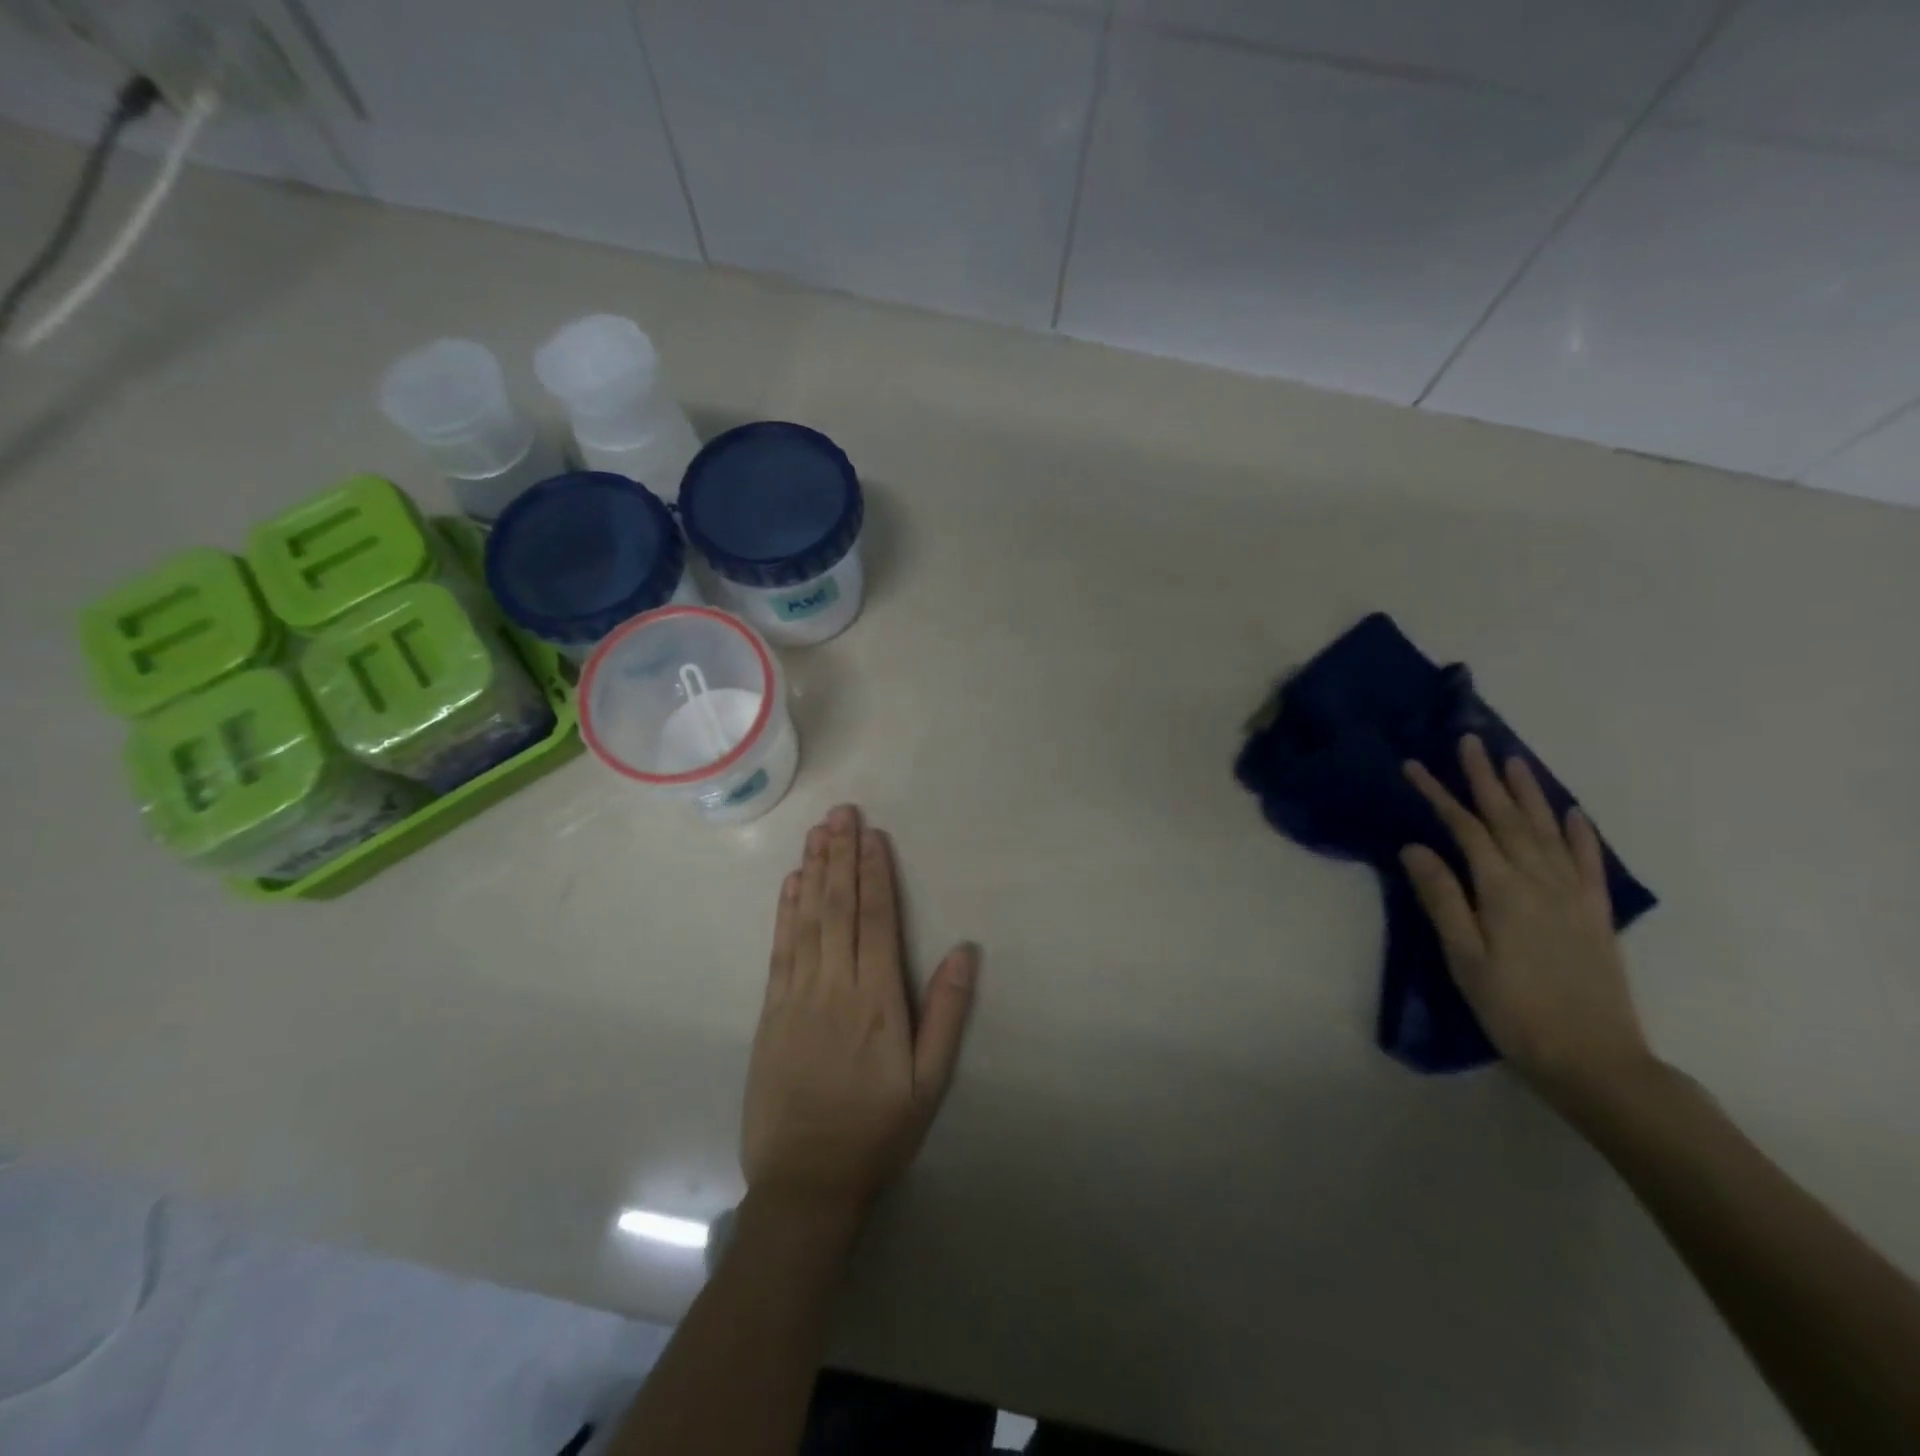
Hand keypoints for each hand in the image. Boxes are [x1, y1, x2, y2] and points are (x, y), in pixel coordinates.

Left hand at [741, 804, 978, 1217]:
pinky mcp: (771, 1011)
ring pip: (806, 919)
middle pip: (838, 907)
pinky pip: (780, 949)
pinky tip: (791, 883)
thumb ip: (947, 1013)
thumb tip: (965, 950)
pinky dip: (785, 911)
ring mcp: (797, 996)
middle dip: (840, 855)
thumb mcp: (930, 1083)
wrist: (805, 1182)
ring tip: (818, 831)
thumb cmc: (877, 1131)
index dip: (874, 873)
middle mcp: (835, 986)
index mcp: (878, 1000)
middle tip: (841, 811)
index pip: (877, 920)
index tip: (871, 834)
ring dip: (813, 871)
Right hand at [1400, 736, 1652, 1103]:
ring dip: (1529, 793)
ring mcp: (1574, 895)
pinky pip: (1589, 862)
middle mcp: (1540, 881)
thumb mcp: (1463, 958)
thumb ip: (1442, 898)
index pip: (1465, 829)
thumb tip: (1415, 847)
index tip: (1414, 766)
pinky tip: (1573, 814)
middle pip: (1509, 818)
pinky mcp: (1595, 914)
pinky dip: (1581, 834)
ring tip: (1513, 761)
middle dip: (1485, 778)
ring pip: (1548, 830)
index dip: (1439, 794)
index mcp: (1502, 890)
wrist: (1594, 1059)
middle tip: (1470, 741)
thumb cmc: (1512, 1009)